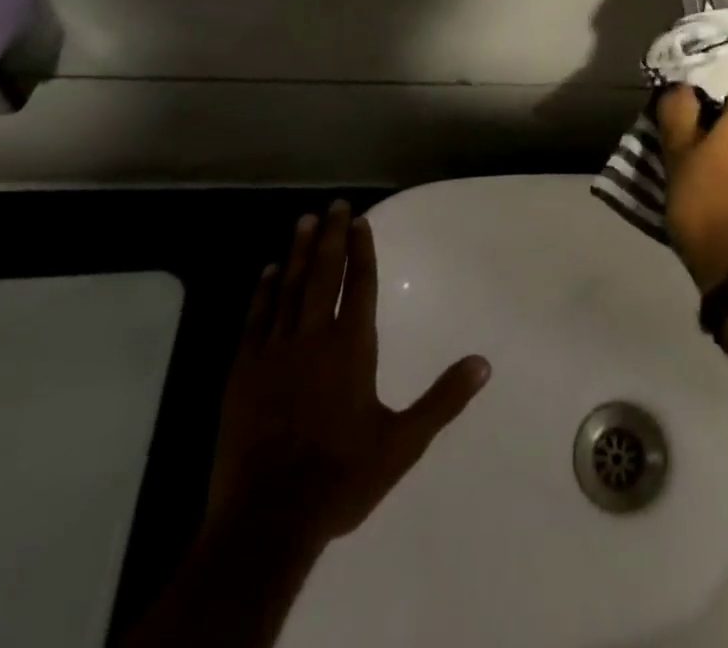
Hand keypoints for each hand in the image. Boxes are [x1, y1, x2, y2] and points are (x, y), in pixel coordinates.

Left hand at [204, 204, 489, 561]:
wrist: (265, 522)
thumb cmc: (340, 478)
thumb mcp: (403, 442)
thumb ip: (443, 398)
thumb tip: (484, 362)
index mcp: (352, 348)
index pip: (360, 285)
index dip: (361, 250)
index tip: (360, 221)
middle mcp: (313, 338)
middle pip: (323, 275)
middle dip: (330, 237)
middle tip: (333, 205)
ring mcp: (274, 353)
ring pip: (289, 288)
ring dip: (298, 252)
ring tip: (304, 221)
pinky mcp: (242, 373)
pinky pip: (256, 318)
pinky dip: (264, 291)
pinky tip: (270, 271)